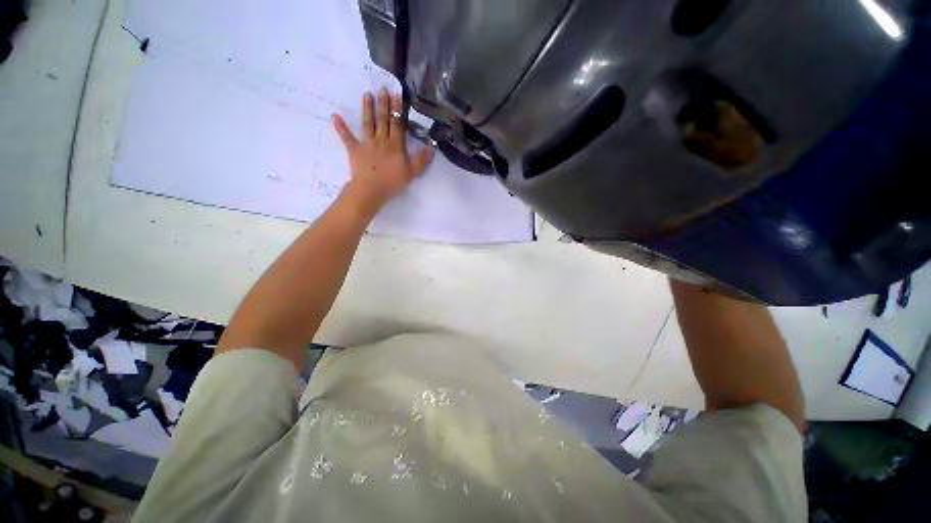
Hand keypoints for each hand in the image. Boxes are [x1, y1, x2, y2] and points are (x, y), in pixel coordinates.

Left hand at [332, 88, 433, 214]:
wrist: (371, 188)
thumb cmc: (392, 181)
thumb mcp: (412, 172)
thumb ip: (421, 160)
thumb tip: (431, 148)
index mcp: (395, 145)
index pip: (397, 124)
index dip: (397, 110)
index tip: (397, 95)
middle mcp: (381, 140)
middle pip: (383, 120)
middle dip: (383, 104)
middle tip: (382, 88)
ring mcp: (366, 144)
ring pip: (368, 124)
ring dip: (367, 109)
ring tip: (367, 95)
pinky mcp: (354, 150)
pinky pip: (347, 137)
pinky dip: (341, 127)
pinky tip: (334, 116)